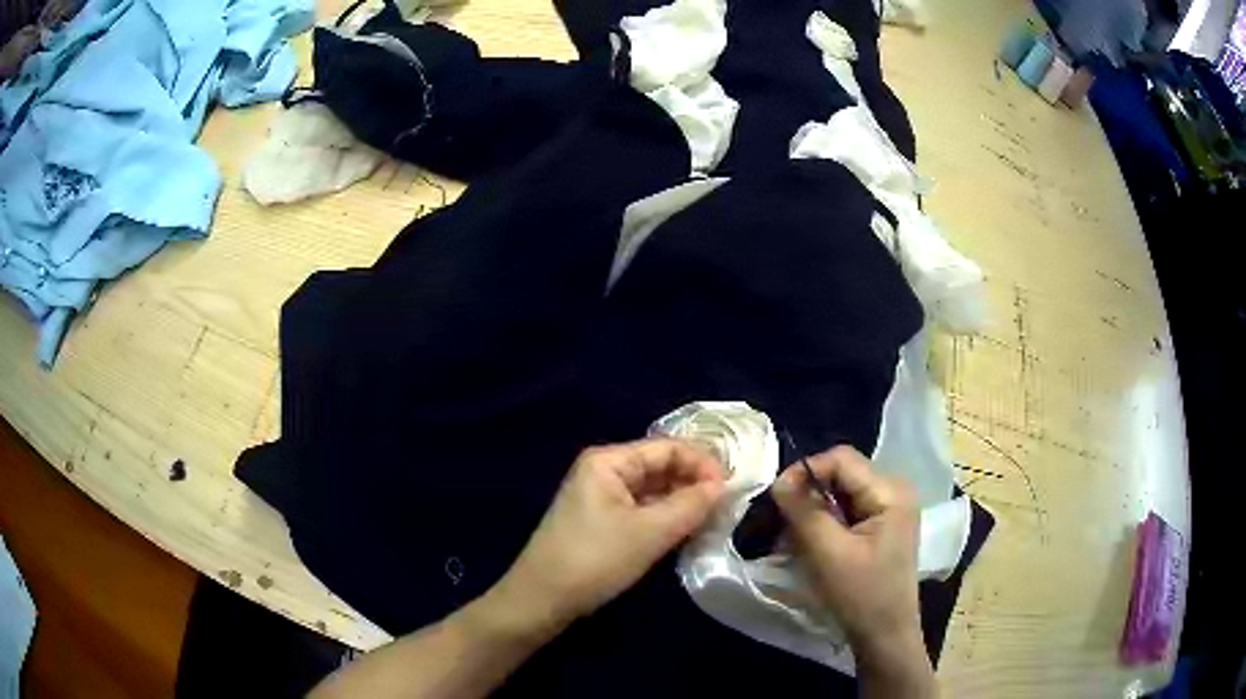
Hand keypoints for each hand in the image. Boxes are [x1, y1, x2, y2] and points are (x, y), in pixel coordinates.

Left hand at [496, 439, 724, 626]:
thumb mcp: (649, 532)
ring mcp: (602, 497)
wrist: (543, 598)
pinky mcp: (603, 522)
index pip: (667, 448)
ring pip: (653, 490)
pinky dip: (666, 517)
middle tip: (727, 504)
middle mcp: (604, 471)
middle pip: (660, 466)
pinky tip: (687, 530)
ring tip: (714, 517)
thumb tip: (722, 486)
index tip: (732, 486)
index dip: (702, 463)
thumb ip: (690, 505)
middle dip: (694, 482)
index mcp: (609, 461)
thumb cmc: (595, 558)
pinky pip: (643, 509)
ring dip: (682, 501)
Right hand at [772, 446, 922, 651]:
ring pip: (840, 493)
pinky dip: (824, 523)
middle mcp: (893, 491)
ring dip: (813, 511)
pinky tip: (810, 544)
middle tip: (781, 520)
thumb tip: (779, 481)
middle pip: (841, 475)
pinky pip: (846, 511)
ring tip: (793, 536)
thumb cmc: (861, 595)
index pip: (841, 459)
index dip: (806, 471)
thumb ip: (804, 512)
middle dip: (808, 494)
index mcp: (890, 491)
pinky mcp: (880, 526)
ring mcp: (889, 509)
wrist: (885, 635)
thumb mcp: (829, 553)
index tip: (776, 496)